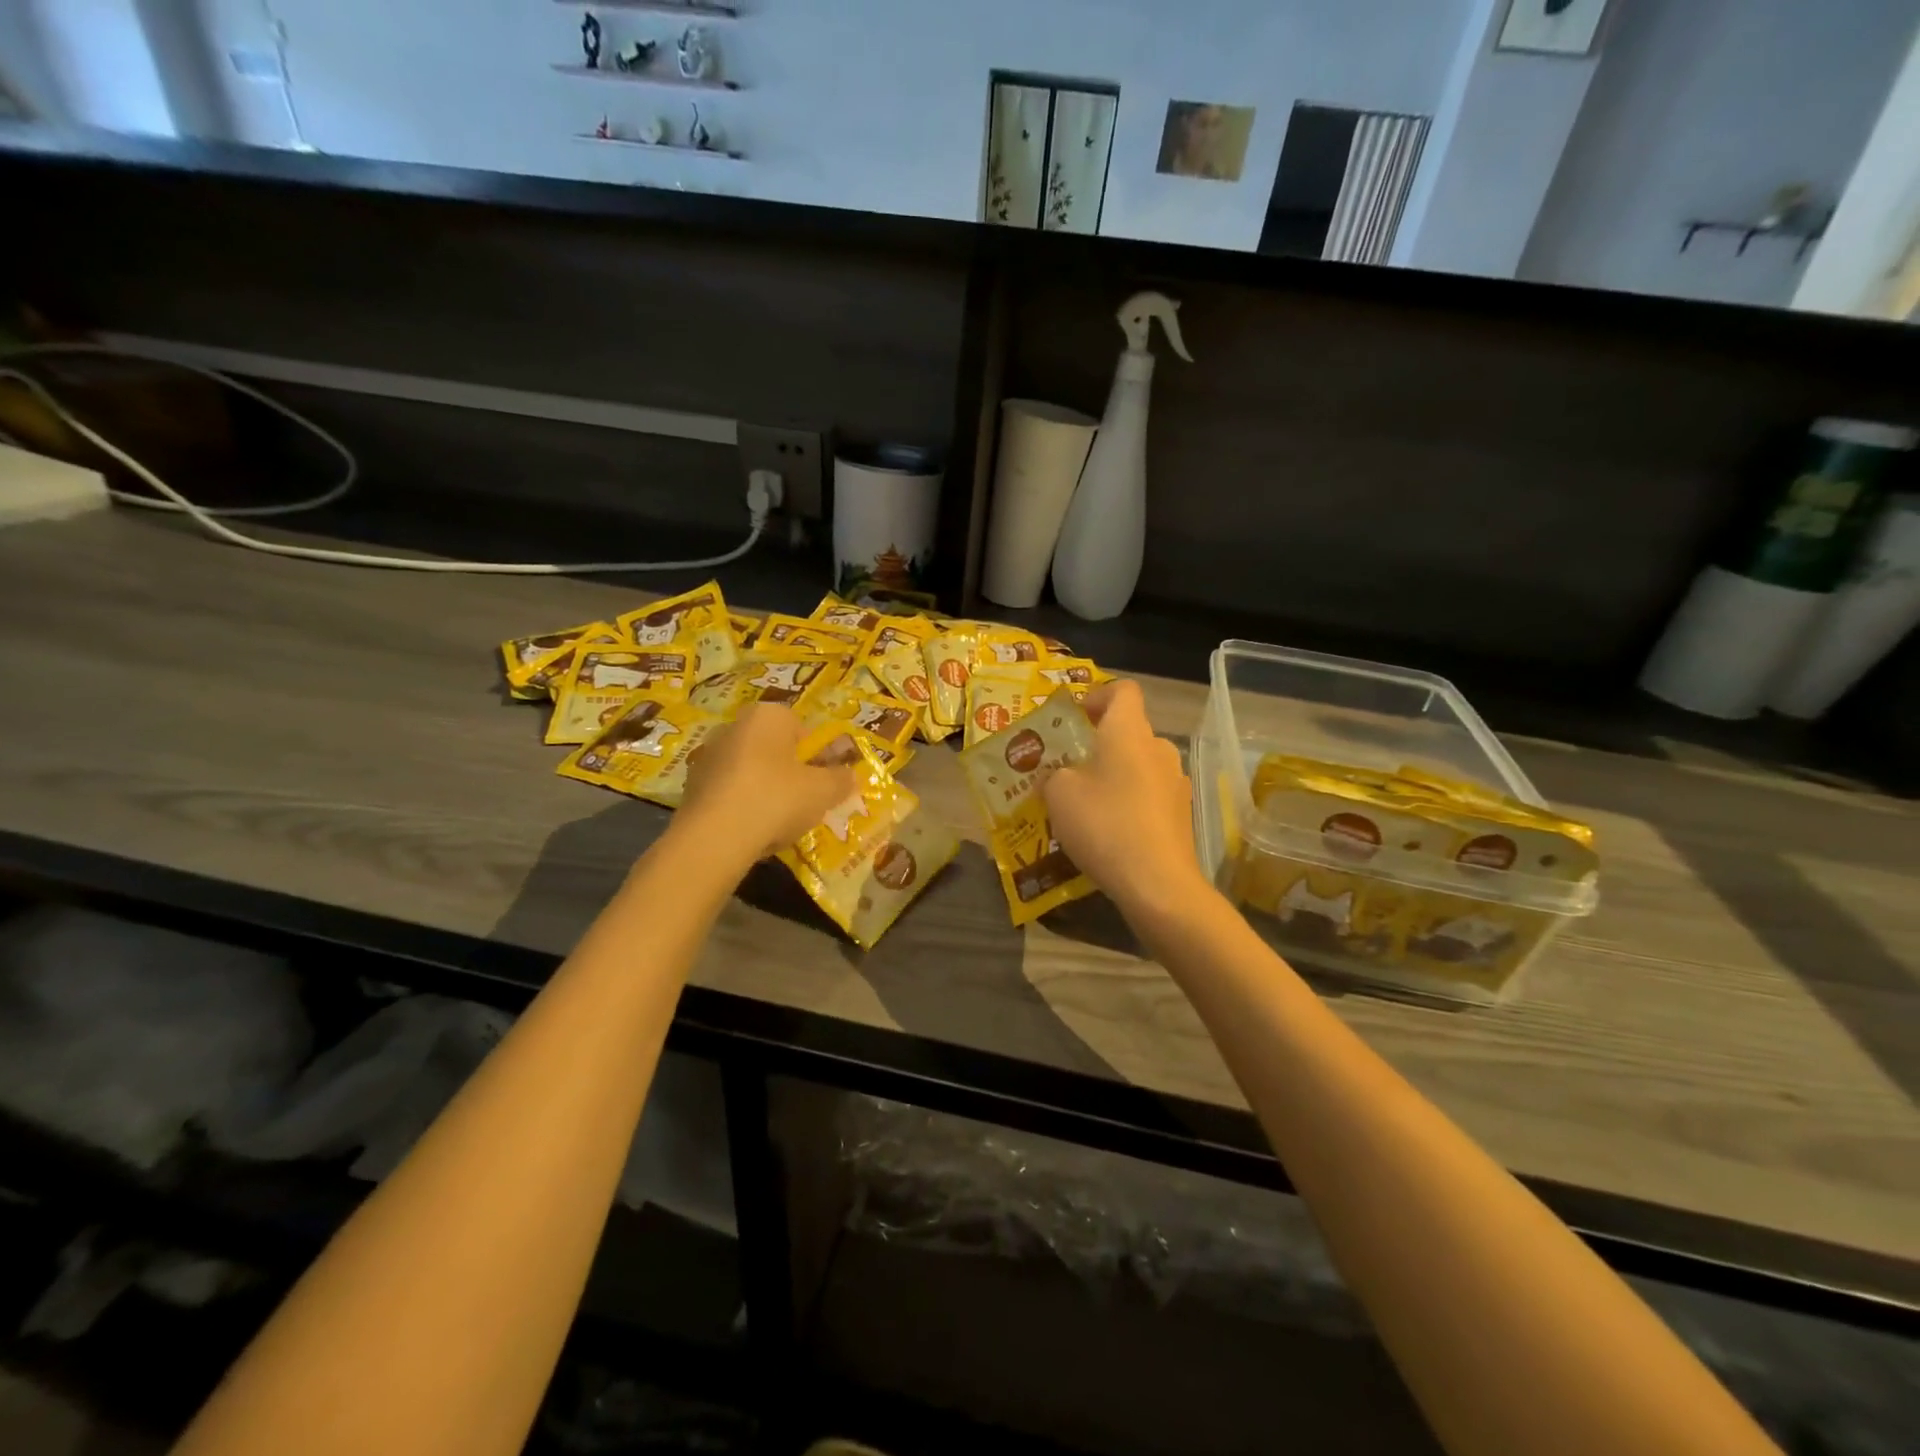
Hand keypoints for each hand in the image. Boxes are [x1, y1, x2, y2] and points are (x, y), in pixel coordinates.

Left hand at [679, 703, 857, 862]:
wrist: (713, 838)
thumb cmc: (776, 799)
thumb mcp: (823, 791)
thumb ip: (841, 779)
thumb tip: (850, 775)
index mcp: (766, 716)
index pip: (799, 727)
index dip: (814, 755)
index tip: (821, 782)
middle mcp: (733, 727)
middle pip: (772, 749)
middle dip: (788, 773)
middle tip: (803, 803)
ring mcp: (707, 757)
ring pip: (749, 773)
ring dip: (764, 792)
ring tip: (777, 825)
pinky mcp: (690, 788)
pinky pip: (728, 794)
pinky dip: (741, 809)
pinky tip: (751, 833)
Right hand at [1043, 680, 1209, 916]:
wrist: (1157, 884)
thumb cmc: (1104, 824)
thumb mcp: (1059, 795)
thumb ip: (1054, 775)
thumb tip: (1058, 777)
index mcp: (1129, 731)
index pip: (1123, 690)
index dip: (1097, 695)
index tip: (1075, 718)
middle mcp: (1158, 748)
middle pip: (1129, 731)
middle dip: (1098, 745)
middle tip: (1068, 769)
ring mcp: (1176, 782)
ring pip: (1138, 765)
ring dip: (1114, 776)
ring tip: (1085, 806)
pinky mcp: (1181, 814)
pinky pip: (1149, 795)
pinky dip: (1129, 803)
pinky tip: (1109, 833)